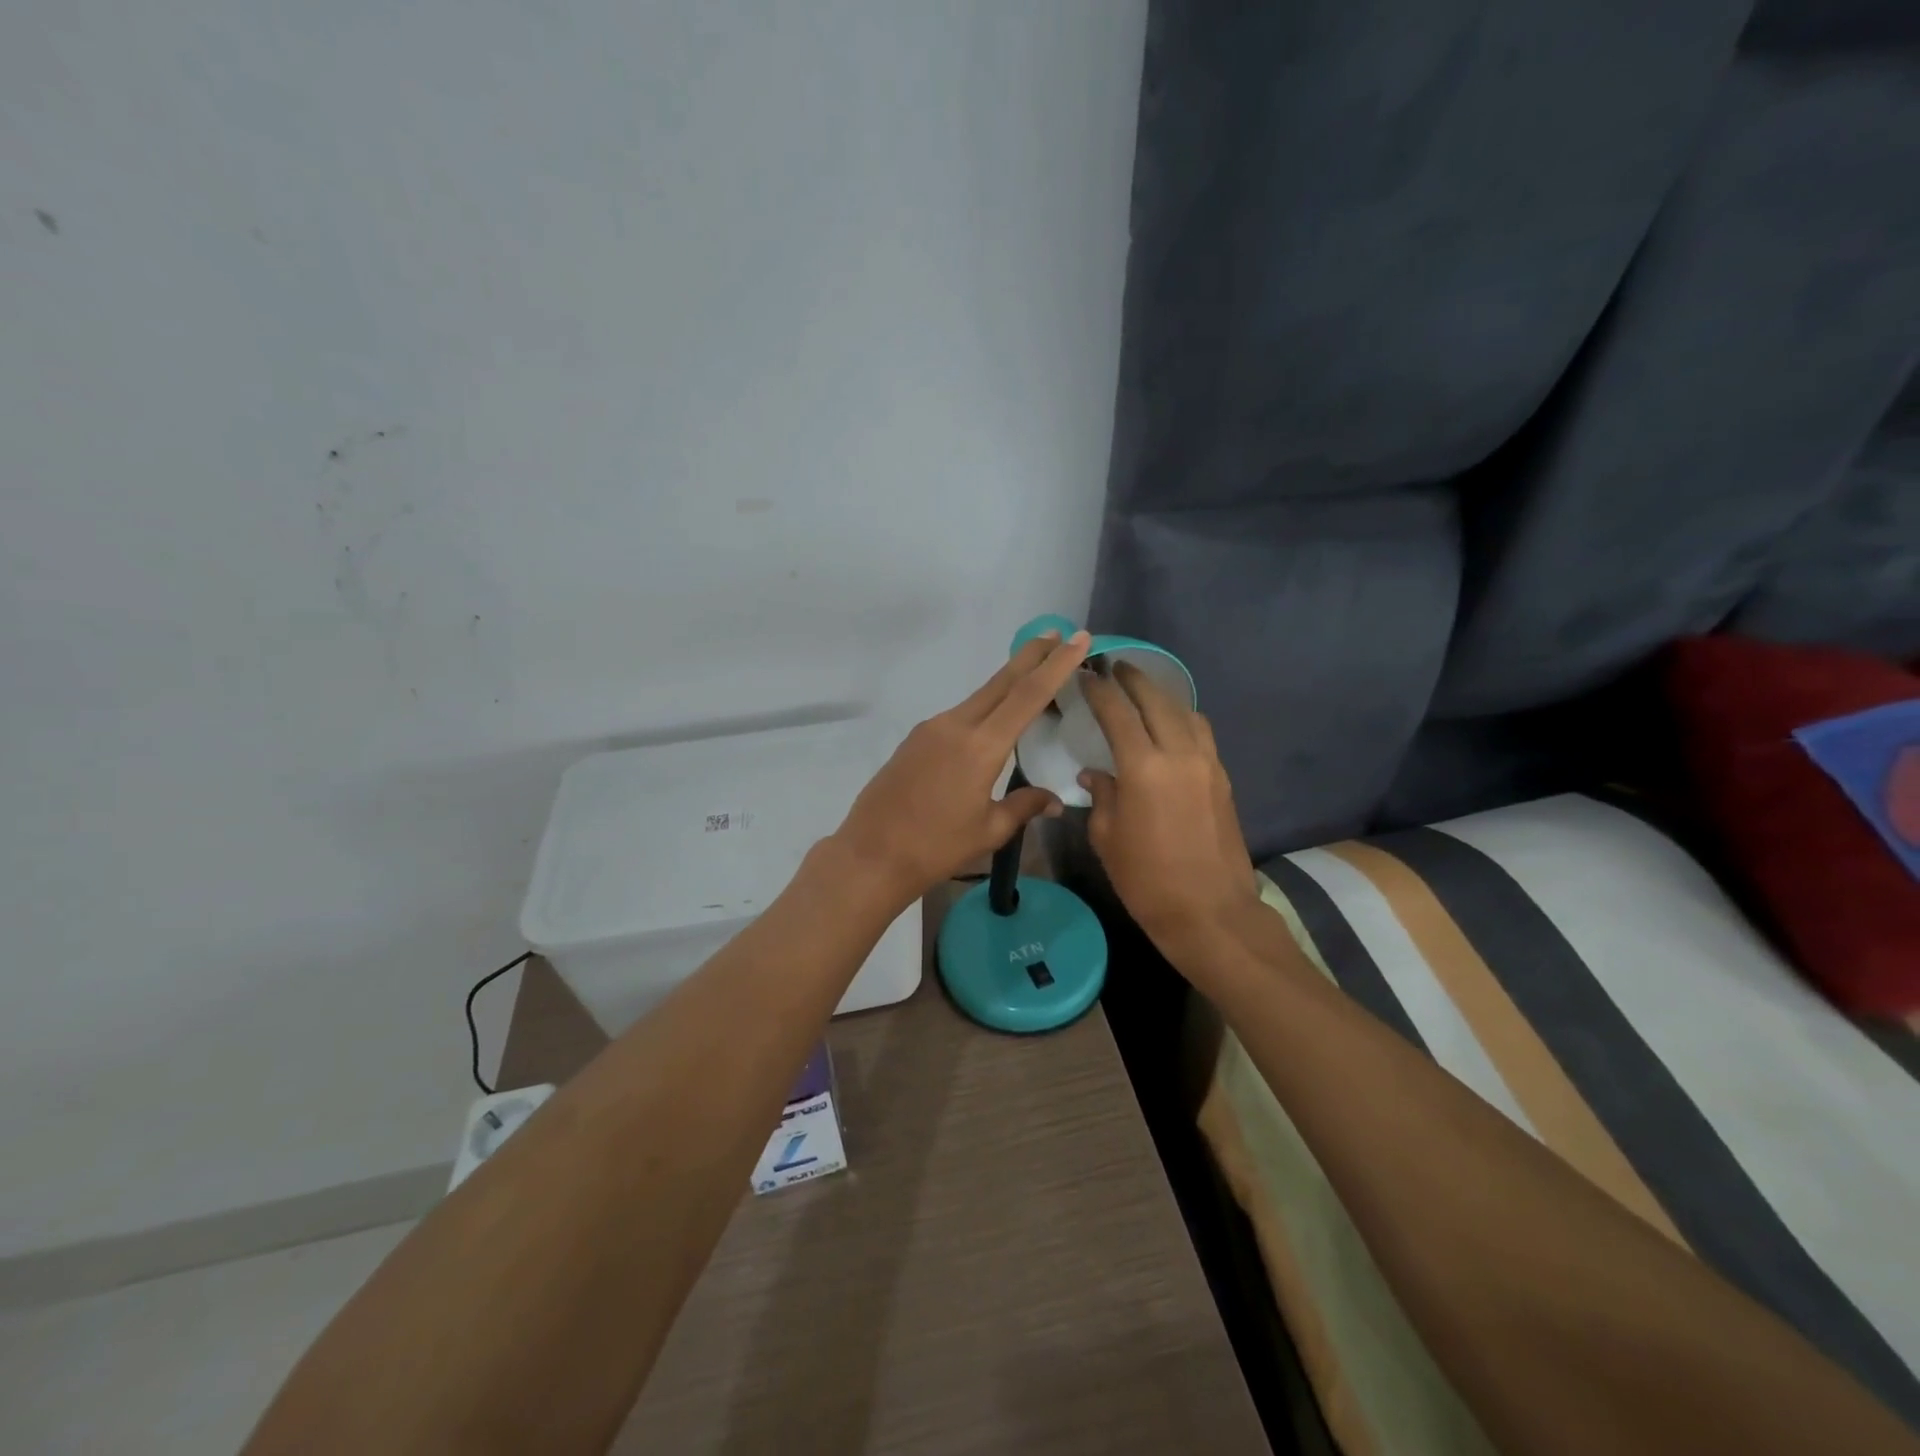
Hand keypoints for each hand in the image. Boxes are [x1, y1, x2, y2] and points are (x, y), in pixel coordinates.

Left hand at [833, 630, 1092, 905]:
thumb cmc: (936, 847)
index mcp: (981, 746)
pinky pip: (960, 714)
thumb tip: (1054, 800)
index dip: (1056, 665)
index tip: (1078, 638)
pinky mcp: (916, 739)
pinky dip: (985, 707)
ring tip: (1034, 675)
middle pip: (1002, 681)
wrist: (871, 854)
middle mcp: (956, 726)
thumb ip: (1023, 806)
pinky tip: (994, 719)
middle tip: (1058, 633)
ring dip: (1008, 682)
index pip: (1028, 695)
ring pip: (980, 696)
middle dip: (1032, 655)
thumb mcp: (989, 830)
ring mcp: (932, 729)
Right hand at [1079, 662, 1259, 952]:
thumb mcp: (1108, 838)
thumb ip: (1102, 796)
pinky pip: (1202, 734)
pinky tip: (1171, 727)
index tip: (1086, 675)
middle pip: (1157, 700)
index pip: (1117, 712)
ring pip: (1185, 712)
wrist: (1211, 913)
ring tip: (1143, 692)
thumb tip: (1096, 773)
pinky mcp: (1223, 779)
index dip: (1099, 690)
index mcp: (1144, 768)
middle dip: (1134, 679)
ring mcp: (1208, 764)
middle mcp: (1180, 754)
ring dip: (1162, 696)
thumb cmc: (1147, 880)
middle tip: (1115, 667)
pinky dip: (1183, 719)